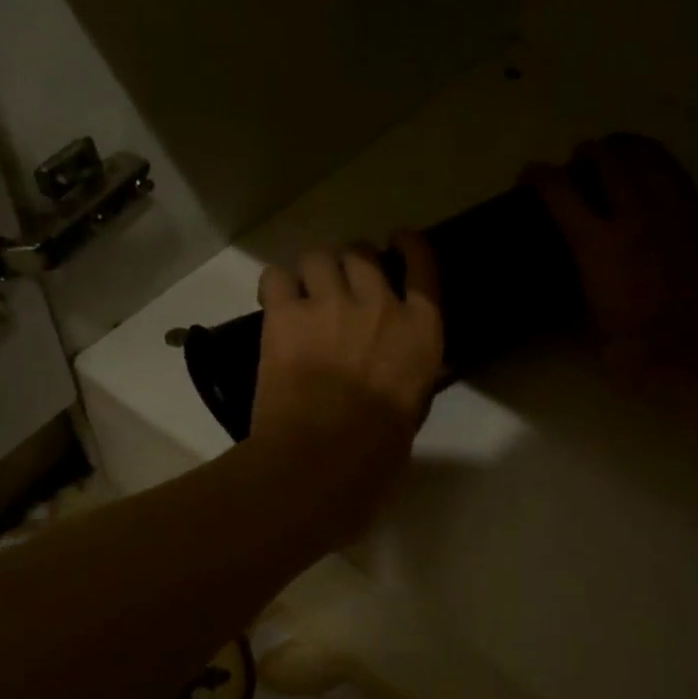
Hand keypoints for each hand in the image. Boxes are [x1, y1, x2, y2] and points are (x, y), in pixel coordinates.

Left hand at [248, 231, 444, 537]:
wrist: (321, 458)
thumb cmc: (378, 450)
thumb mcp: (415, 405)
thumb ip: (409, 370)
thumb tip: (401, 362)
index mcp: (420, 328)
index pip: (422, 264)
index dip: (408, 245)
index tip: (398, 240)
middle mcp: (378, 302)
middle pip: (361, 253)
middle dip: (352, 262)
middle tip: (342, 283)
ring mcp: (329, 303)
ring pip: (318, 256)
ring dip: (314, 270)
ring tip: (306, 292)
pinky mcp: (285, 314)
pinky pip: (275, 277)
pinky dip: (276, 286)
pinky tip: (276, 304)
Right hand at [524, 134, 697, 378]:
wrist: (693, 366)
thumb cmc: (629, 353)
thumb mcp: (581, 325)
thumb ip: (565, 294)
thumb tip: (550, 285)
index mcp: (599, 245)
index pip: (560, 191)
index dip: (539, 176)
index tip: (529, 175)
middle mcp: (637, 219)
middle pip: (610, 160)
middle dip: (588, 152)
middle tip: (579, 162)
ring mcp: (676, 218)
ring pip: (653, 158)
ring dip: (629, 149)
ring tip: (619, 155)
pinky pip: (682, 180)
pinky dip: (662, 171)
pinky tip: (656, 182)